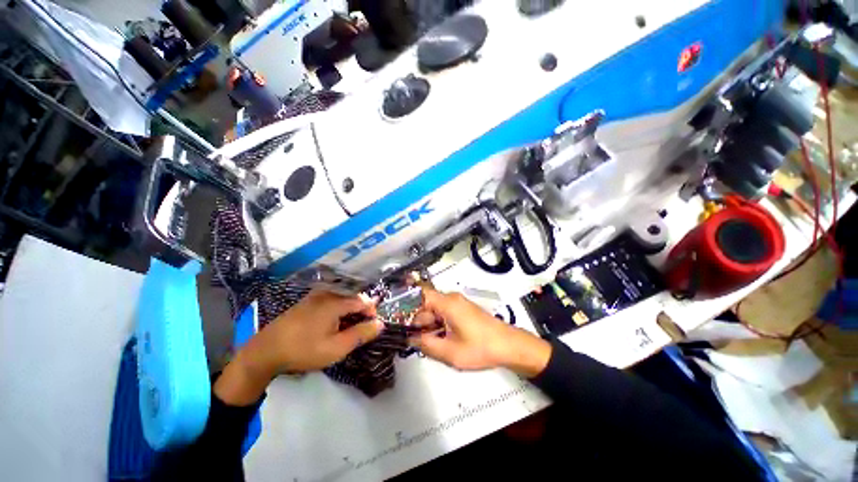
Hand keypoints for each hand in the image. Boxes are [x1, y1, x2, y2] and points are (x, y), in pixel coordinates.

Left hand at [215, 290, 382, 404]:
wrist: (265, 351)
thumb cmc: (304, 350)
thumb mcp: (336, 348)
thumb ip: (360, 334)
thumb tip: (380, 323)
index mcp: (335, 302)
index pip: (363, 301)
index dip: (371, 312)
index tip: (371, 327)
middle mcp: (327, 293)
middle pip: (352, 296)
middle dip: (360, 311)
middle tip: (359, 329)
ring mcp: (315, 296)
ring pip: (341, 297)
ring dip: (349, 310)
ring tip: (347, 327)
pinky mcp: (306, 301)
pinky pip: (330, 299)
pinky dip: (337, 308)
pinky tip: (332, 322)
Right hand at [410, 288, 551, 377]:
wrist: (508, 346)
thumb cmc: (480, 348)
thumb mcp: (450, 352)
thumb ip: (426, 345)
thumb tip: (411, 338)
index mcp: (447, 303)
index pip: (420, 294)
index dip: (405, 303)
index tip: (396, 319)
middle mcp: (450, 299)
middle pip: (425, 305)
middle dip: (418, 322)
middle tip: (415, 342)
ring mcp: (457, 304)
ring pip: (434, 311)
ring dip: (428, 326)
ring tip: (430, 345)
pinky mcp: (462, 310)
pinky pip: (443, 314)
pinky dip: (438, 326)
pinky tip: (440, 341)